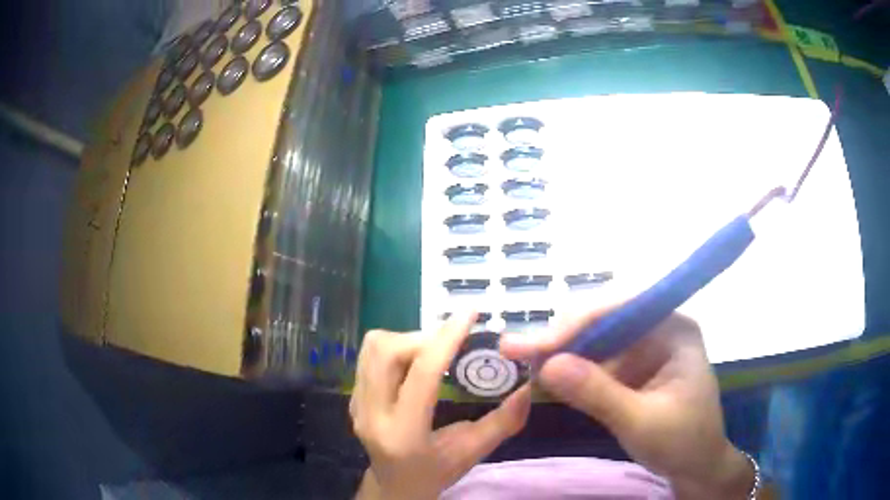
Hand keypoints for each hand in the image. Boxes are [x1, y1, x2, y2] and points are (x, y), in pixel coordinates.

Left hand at [351, 313, 531, 499]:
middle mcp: (371, 415)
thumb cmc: (436, 473)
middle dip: (423, 337)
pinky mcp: (353, 397)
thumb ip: (503, 422)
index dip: (447, 339)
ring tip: (434, 351)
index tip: (469, 314)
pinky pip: (369, 356)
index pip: (422, 375)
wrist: (394, 486)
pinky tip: (416, 363)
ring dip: (407, 339)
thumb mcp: (473, 453)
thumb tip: (529, 387)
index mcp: (404, 434)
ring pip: (373, 348)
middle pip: (386, 352)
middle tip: (452, 342)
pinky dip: (396, 348)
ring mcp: (357, 404)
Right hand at [500, 309, 753, 499]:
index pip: (623, 308)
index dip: (578, 322)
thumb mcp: (641, 422)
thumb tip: (546, 365)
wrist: (696, 467)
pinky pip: (596, 360)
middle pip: (604, 318)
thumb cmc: (682, 442)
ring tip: (522, 359)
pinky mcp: (632, 368)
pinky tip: (546, 375)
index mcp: (674, 328)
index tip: (539, 345)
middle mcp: (658, 328)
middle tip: (516, 351)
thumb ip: (597, 393)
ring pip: (595, 338)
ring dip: (560, 351)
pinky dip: (570, 369)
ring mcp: (644, 347)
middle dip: (563, 335)